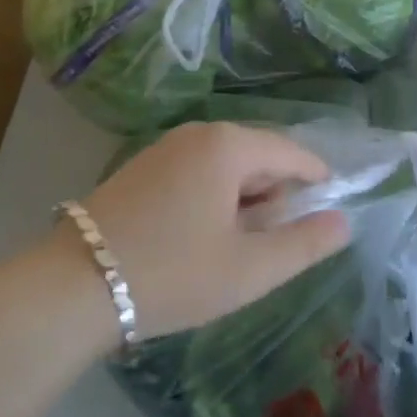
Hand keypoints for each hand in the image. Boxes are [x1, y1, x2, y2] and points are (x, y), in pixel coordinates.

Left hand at [77, 123, 350, 339]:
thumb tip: (343, 221)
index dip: (316, 178)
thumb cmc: (172, 273)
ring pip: (226, 164)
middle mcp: (199, 132)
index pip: (291, 152)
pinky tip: (204, 236)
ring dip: (245, 197)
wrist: (73, 285)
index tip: (332, 206)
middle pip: (258, 154)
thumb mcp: (248, 269)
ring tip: (242, 245)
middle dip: (276, 193)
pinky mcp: (143, 165)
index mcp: (229, 145)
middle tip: (279, 242)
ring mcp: (167, 146)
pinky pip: (198, 170)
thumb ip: (303, 244)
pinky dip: (215, 195)